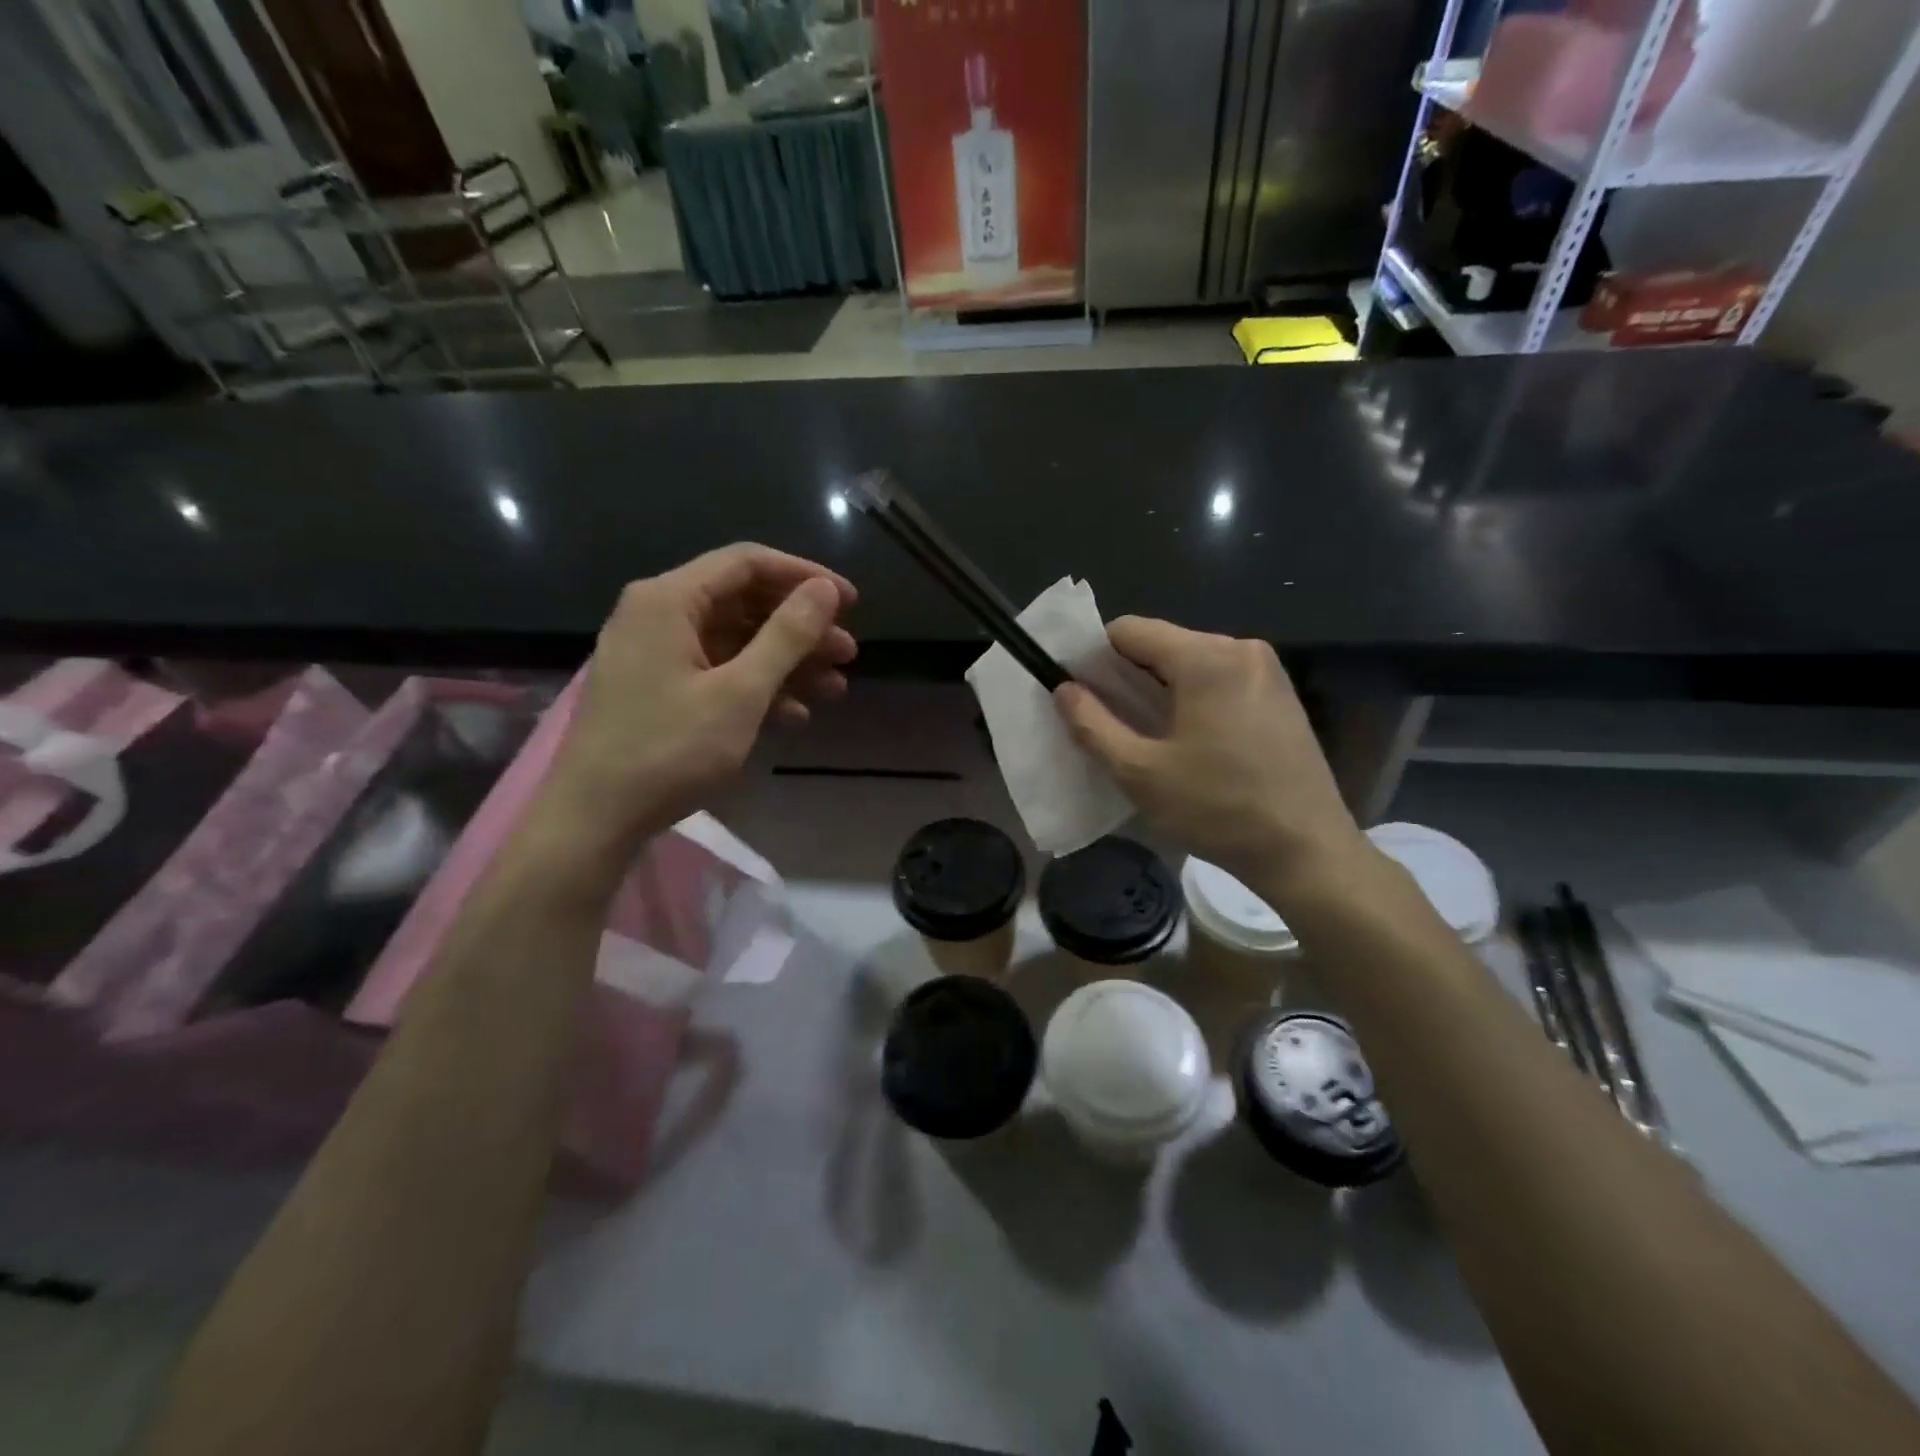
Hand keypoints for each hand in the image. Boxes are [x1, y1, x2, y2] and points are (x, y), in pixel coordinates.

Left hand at [542, 544, 855, 856]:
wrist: (595, 818)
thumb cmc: (669, 750)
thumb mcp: (739, 692)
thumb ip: (786, 636)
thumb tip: (825, 589)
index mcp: (669, 600)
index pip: (748, 563)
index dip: (805, 577)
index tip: (850, 602)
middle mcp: (658, 614)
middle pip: (744, 603)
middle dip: (801, 628)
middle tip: (848, 654)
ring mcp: (655, 653)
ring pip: (735, 641)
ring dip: (787, 662)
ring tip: (835, 688)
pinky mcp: (657, 688)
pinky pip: (717, 671)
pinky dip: (757, 686)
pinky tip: (794, 715)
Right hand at [1054, 617, 1372, 904]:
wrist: (1306, 850)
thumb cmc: (1217, 809)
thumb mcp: (1140, 773)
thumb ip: (1092, 724)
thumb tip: (1063, 688)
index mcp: (1206, 658)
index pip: (1130, 630)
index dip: (1096, 658)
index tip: (1084, 696)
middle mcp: (1241, 648)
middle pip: (1163, 643)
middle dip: (1129, 675)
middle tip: (1114, 724)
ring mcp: (1267, 670)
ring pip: (1191, 661)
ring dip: (1162, 689)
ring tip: (1152, 737)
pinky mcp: (1281, 694)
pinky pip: (1220, 678)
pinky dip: (1194, 697)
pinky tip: (1193, 741)